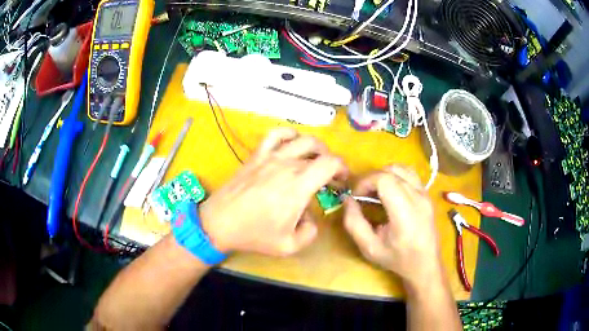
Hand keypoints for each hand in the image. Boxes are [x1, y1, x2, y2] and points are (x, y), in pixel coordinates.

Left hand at [200, 128, 346, 255]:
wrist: (219, 223)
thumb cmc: (253, 235)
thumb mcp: (288, 246)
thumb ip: (310, 232)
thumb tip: (310, 217)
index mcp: (298, 187)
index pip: (330, 164)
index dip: (342, 169)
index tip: (342, 181)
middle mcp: (287, 166)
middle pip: (320, 153)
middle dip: (331, 164)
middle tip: (330, 177)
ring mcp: (270, 157)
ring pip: (302, 139)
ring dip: (316, 147)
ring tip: (316, 159)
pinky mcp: (257, 155)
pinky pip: (275, 134)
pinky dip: (289, 134)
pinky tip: (292, 143)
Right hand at [343, 165, 440, 283]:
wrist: (426, 264)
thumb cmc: (397, 259)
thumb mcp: (369, 248)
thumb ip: (354, 223)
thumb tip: (347, 199)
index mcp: (405, 213)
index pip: (384, 179)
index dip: (365, 182)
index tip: (356, 197)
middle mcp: (418, 198)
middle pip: (391, 171)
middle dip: (372, 179)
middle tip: (363, 196)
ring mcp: (425, 194)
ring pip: (401, 168)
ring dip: (384, 175)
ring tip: (377, 192)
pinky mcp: (427, 194)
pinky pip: (410, 175)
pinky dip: (396, 177)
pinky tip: (391, 193)